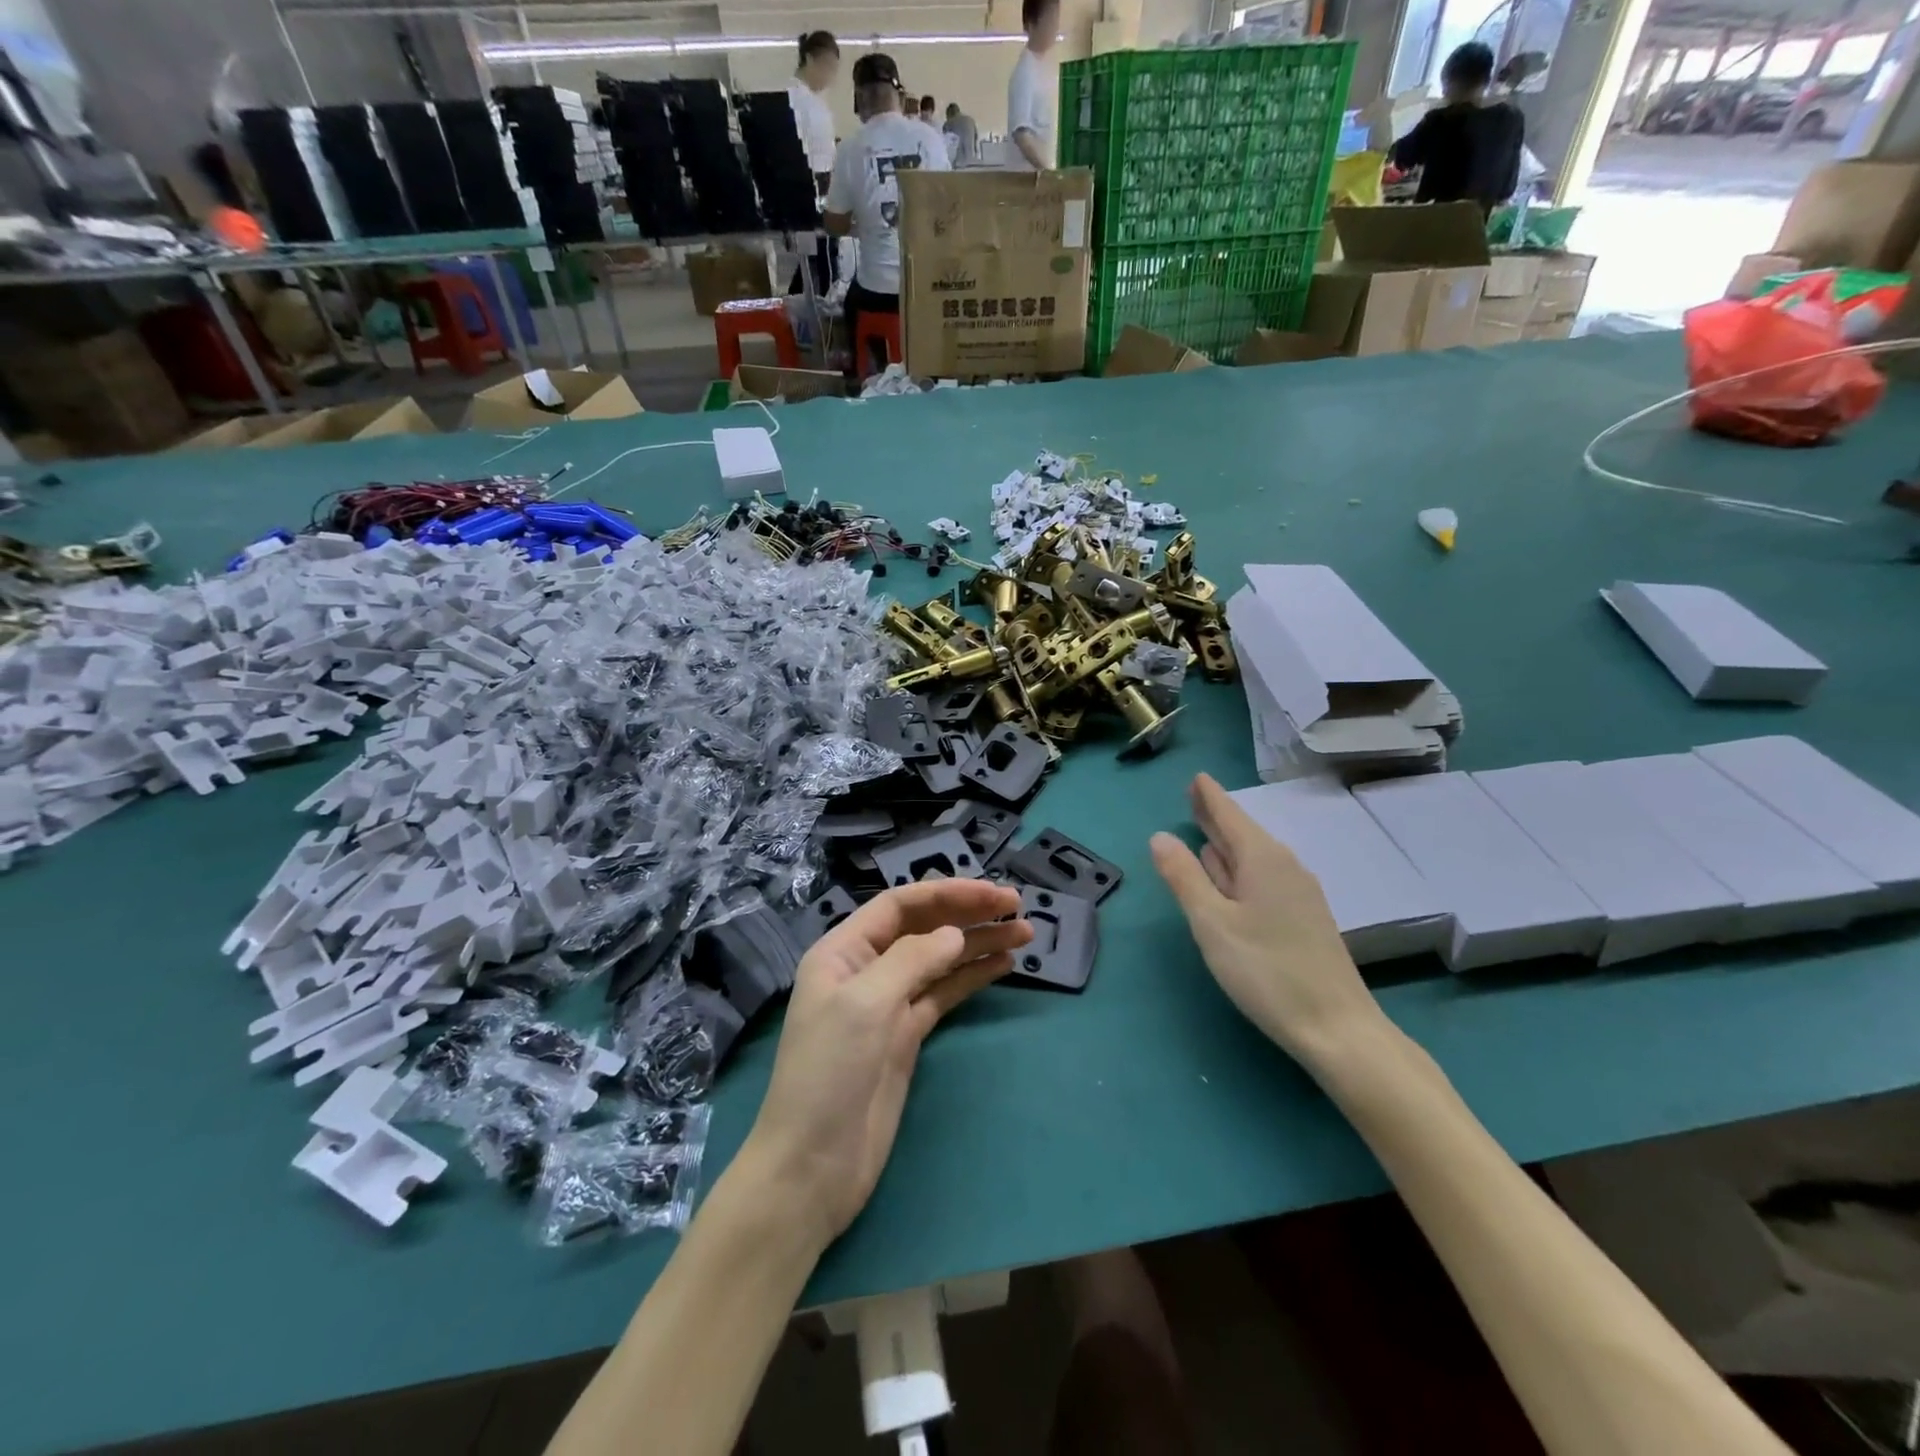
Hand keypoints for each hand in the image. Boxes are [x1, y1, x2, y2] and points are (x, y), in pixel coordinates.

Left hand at [739, 879, 1030, 1247]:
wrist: (814, 1165)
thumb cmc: (829, 1073)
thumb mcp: (865, 1004)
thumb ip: (912, 960)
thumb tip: (955, 936)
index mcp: (843, 951)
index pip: (900, 905)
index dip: (946, 894)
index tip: (991, 894)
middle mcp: (866, 969)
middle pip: (923, 928)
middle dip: (968, 914)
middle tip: (1017, 907)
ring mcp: (889, 1004)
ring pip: (940, 960)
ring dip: (979, 944)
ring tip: (1025, 933)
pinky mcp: (907, 1036)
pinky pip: (944, 993)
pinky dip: (972, 977)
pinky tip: (1003, 965)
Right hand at [1150, 774, 1387, 1071]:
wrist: (1337, 1028)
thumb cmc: (1267, 971)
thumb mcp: (1212, 923)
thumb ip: (1184, 877)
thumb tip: (1160, 836)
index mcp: (1262, 860)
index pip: (1230, 815)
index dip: (1209, 796)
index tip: (1196, 776)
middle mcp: (1284, 867)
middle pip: (1243, 833)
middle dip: (1217, 815)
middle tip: (1195, 796)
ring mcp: (1297, 894)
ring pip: (1253, 857)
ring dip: (1226, 843)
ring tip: (1204, 830)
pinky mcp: (1302, 919)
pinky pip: (1262, 877)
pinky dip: (1238, 868)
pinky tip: (1230, 878)